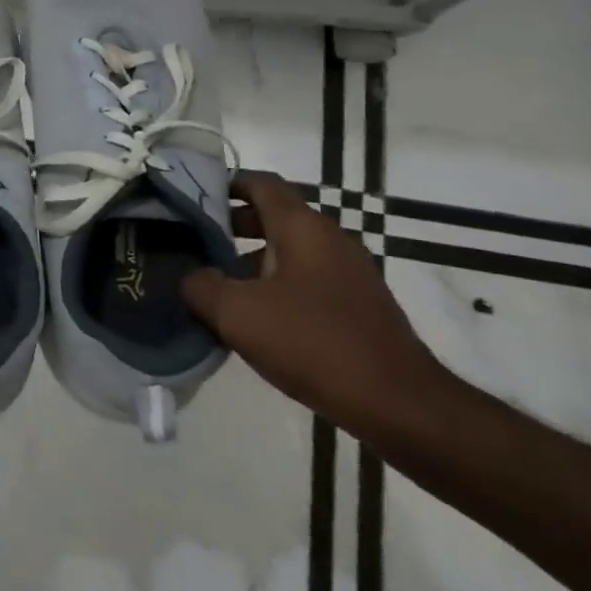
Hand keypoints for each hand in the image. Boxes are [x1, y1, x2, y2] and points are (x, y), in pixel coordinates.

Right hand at [182, 170, 445, 433]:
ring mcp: (348, 274)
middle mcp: (329, 240)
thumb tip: (190, 276)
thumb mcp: (237, 314)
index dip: (225, 184)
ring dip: (250, 261)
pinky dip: (275, 287)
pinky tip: (253, 320)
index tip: (192, 198)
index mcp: (303, 228)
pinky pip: (305, 281)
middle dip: (230, 226)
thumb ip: (200, 286)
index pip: (261, 184)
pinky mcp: (357, 307)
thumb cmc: (313, 343)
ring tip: (214, 286)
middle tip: (193, 242)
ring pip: (289, 252)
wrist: (400, 406)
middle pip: (273, 217)